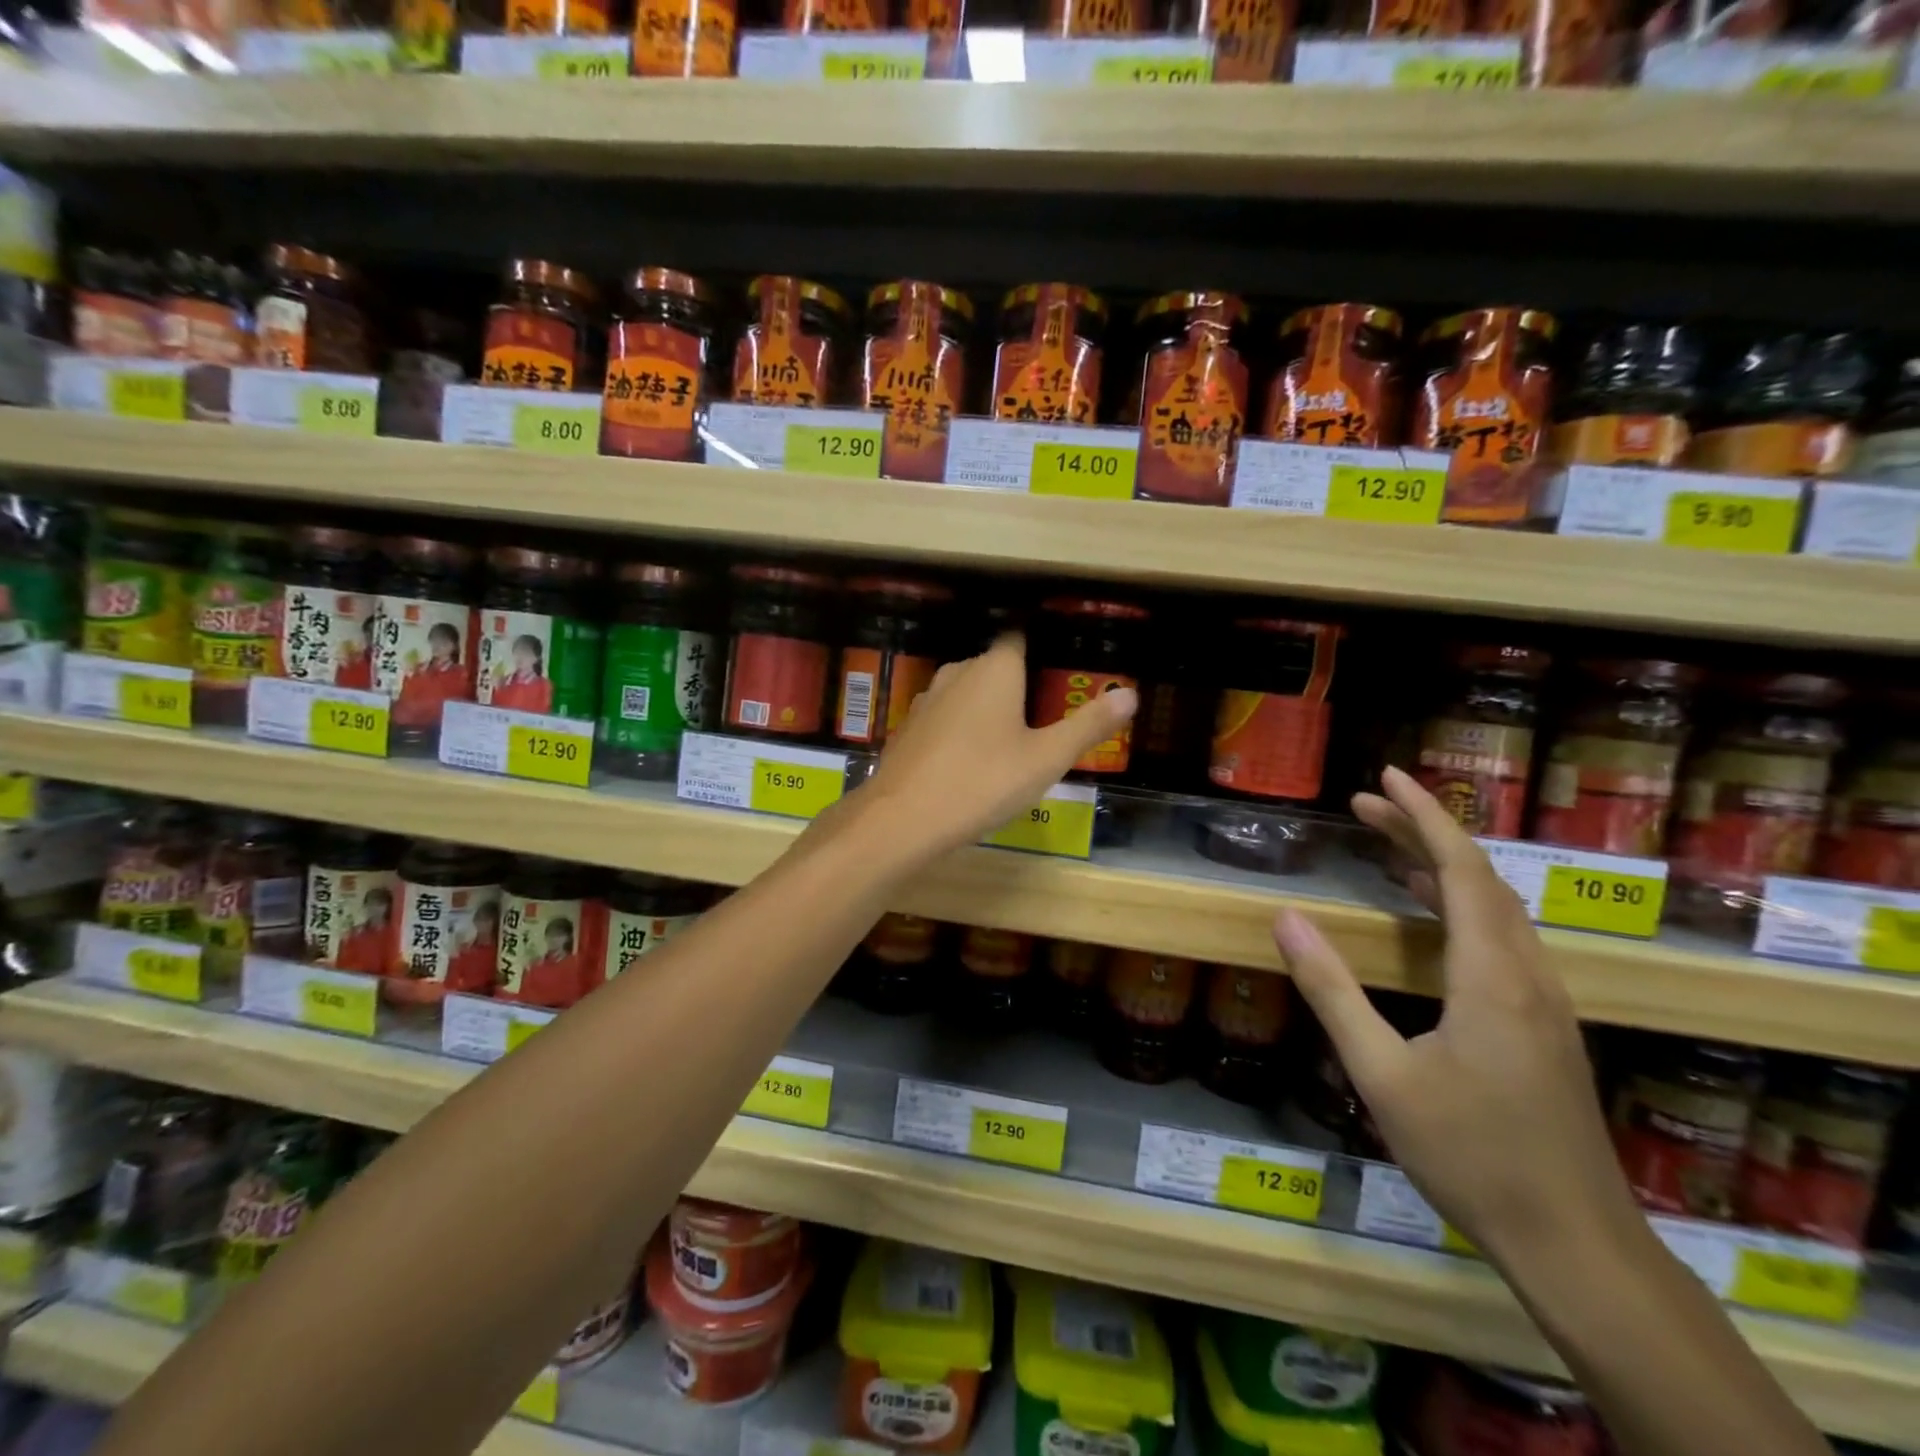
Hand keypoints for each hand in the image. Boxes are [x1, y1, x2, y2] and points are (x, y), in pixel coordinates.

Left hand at [854, 633, 1135, 858]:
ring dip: (989, 709)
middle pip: (995, 666)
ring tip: (1014, 740)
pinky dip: (963, 729)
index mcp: (995, 668)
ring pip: (968, 693)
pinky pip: (947, 717)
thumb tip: (1131, 694)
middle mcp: (958, 672)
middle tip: (1047, 715)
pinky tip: (973, 760)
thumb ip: (1088, 725)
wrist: (902, 818)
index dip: (1040, 647)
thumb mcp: (1046, 759)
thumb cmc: (982, 782)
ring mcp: (928, 699)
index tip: (1060, 667)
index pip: (1019, 638)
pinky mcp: (909, 728)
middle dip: (1020, 684)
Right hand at [1272, 767, 1642, 1269]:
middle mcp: (1528, 974)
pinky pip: (1503, 938)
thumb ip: (1332, 990)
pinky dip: (1461, 905)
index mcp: (1492, 977)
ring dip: (1443, 867)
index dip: (1423, 816)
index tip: (1387, 776)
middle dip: (1422, 831)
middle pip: (1479, 878)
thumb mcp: (1381, 1074)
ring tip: (1387, 848)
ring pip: (1496, 907)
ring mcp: (1545, 1001)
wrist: (1575, 1243)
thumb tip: (1286, 918)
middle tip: (1365, 804)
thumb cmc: (1470, 1154)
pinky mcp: (1545, 1024)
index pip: (1460, 870)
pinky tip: (1430, 918)